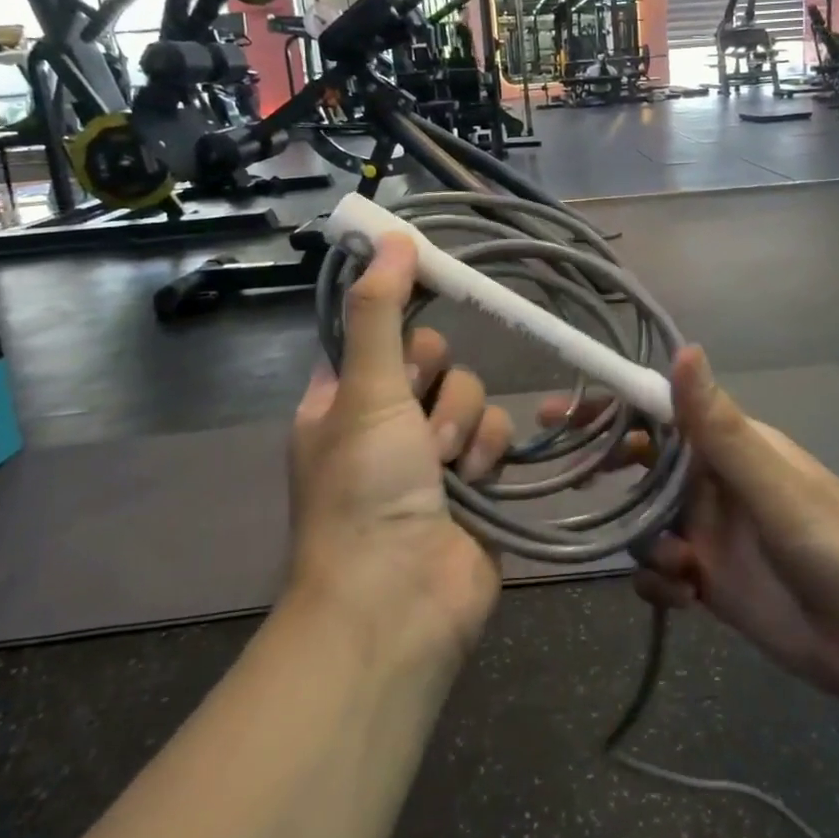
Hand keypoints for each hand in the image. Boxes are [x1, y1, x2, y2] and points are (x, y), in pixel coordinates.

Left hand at [289, 235, 513, 663]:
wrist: (400, 601)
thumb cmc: (365, 490)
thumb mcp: (363, 391)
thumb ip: (380, 312)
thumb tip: (389, 235)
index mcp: (342, 399)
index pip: (377, 332)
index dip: (399, 316)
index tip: (428, 287)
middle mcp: (386, 421)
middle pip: (434, 360)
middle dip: (435, 384)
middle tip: (416, 413)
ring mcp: (433, 454)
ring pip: (471, 396)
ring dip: (462, 426)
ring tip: (444, 468)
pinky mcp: (477, 481)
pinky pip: (496, 435)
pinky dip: (487, 455)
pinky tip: (474, 485)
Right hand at [545, 347, 838, 711]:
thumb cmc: (837, 544)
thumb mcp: (774, 485)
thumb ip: (721, 426)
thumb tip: (683, 348)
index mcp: (726, 445)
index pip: (654, 411)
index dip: (606, 407)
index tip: (555, 413)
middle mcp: (710, 482)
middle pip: (639, 465)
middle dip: (605, 470)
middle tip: (568, 482)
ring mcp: (709, 533)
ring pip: (644, 523)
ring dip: (643, 542)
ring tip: (679, 565)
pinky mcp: (712, 583)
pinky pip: (660, 573)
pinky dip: (659, 583)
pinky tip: (684, 598)